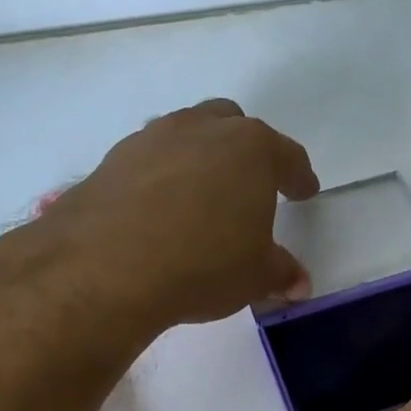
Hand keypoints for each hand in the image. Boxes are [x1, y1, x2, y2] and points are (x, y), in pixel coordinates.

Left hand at [32, 99, 319, 337]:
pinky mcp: (113, 159)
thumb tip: (299, 283)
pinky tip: (158, 210)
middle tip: (249, 185)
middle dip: (246, 152)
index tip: (304, 191)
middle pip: (233, 126)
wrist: (106, 266)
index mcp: (251, 150)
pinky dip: (160, 177)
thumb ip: (280, 273)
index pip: (287, 157)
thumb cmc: (203, 264)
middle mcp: (202, 130)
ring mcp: (153, 138)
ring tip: (200, 196)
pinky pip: (149, 160)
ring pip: (187, 135)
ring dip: (199, 158)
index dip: (299, 177)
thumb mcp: (255, 277)